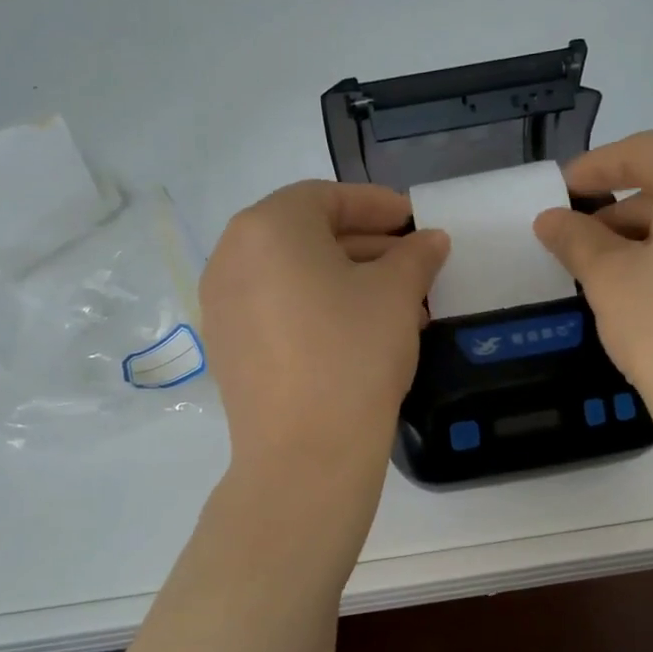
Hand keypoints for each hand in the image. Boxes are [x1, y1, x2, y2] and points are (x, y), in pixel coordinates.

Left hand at [201, 181, 448, 481]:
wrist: (305, 454)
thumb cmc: (353, 353)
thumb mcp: (396, 294)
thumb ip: (415, 255)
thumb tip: (431, 240)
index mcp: (267, 227)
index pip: (326, 198)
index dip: (376, 205)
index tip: (413, 220)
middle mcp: (231, 257)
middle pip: (306, 235)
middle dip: (365, 246)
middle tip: (411, 261)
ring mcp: (221, 305)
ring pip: (293, 276)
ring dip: (347, 280)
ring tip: (400, 304)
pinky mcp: (226, 347)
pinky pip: (276, 309)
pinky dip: (317, 308)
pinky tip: (361, 333)